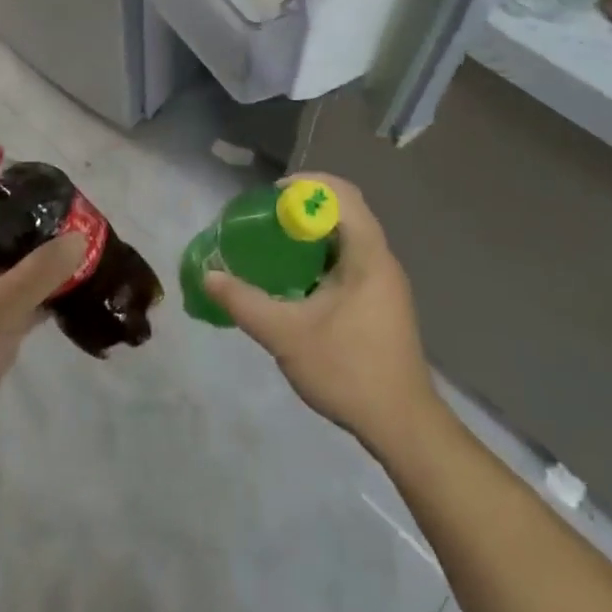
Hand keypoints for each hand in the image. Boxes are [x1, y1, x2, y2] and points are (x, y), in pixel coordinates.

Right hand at [203, 173, 438, 453]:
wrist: (403, 426)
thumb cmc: (348, 369)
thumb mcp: (286, 334)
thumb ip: (244, 302)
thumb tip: (208, 275)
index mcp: (368, 255)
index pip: (343, 195)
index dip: (308, 184)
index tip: (272, 194)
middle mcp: (381, 260)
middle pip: (346, 211)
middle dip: (306, 206)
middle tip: (268, 216)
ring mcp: (385, 283)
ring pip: (349, 238)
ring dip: (315, 232)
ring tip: (276, 242)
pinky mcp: (382, 304)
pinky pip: (350, 261)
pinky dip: (322, 256)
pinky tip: (296, 279)